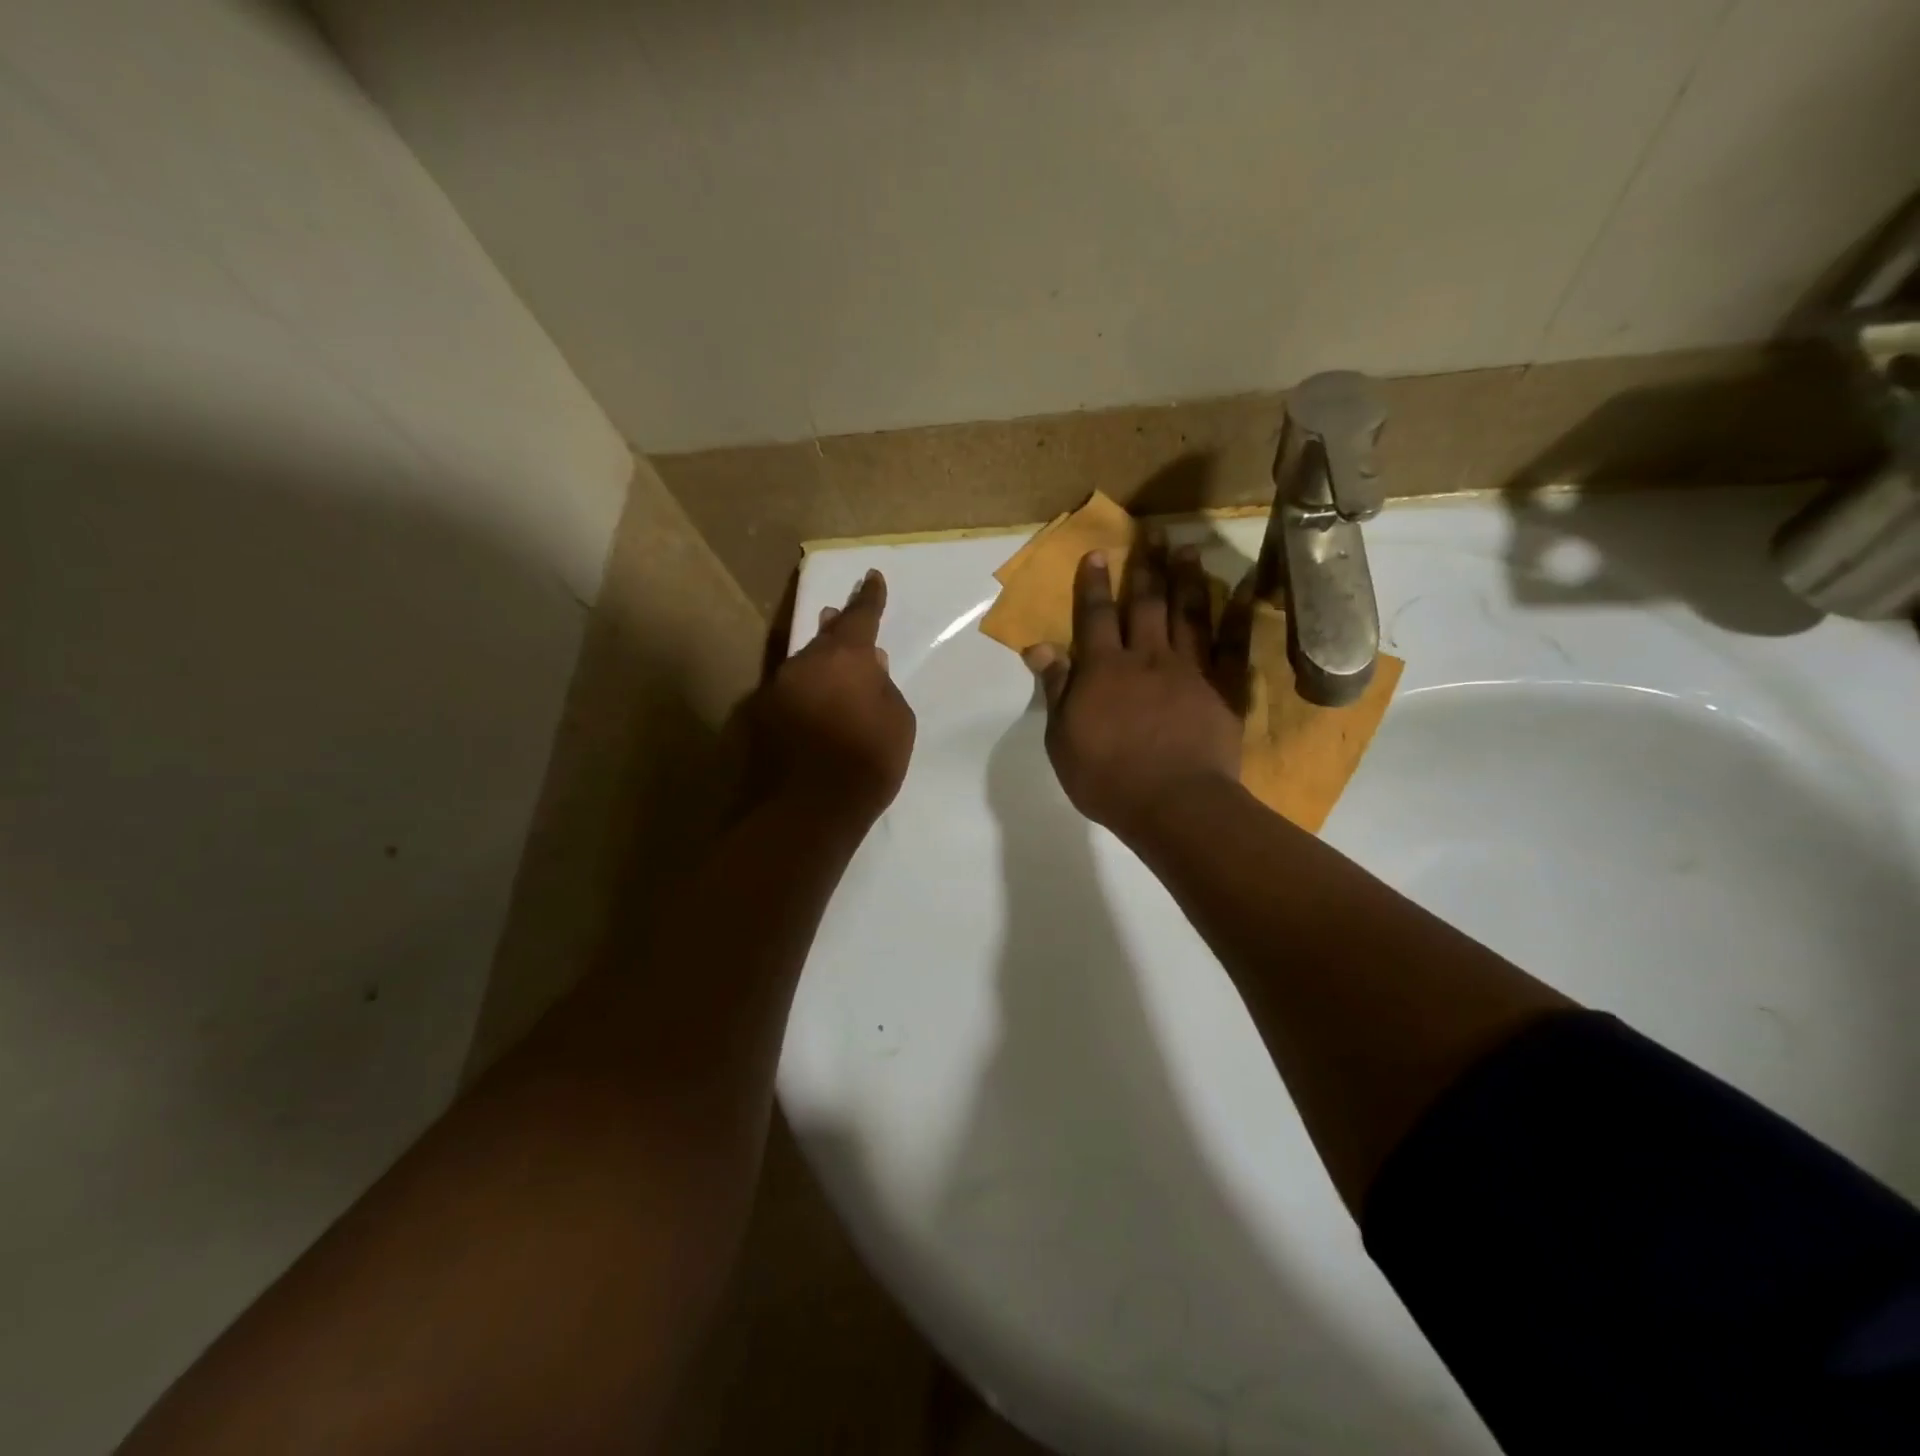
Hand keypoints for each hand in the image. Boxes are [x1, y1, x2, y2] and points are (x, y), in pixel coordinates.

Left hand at [750, 570, 916, 824]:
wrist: (804, 812)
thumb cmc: (866, 764)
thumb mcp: (898, 723)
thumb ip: (884, 688)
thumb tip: (871, 666)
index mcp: (845, 658)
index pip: (861, 616)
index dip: (870, 597)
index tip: (872, 577)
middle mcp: (804, 664)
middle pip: (822, 638)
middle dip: (835, 628)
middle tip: (839, 617)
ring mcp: (774, 691)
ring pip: (801, 668)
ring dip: (816, 667)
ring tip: (828, 672)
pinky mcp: (754, 720)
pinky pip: (786, 698)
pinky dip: (800, 699)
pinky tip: (808, 716)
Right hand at [1025, 540, 1241, 842]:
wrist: (1174, 804)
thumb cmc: (1107, 778)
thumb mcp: (1063, 739)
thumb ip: (1055, 689)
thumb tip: (1038, 647)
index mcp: (1104, 669)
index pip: (1095, 616)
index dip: (1094, 584)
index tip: (1098, 552)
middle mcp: (1147, 658)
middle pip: (1146, 604)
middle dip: (1146, 567)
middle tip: (1152, 532)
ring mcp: (1190, 670)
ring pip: (1189, 614)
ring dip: (1187, 579)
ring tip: (1188, 548)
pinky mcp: (1223, 689)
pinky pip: (1232, 645)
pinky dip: (1238, 615)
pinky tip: (1243, 590)